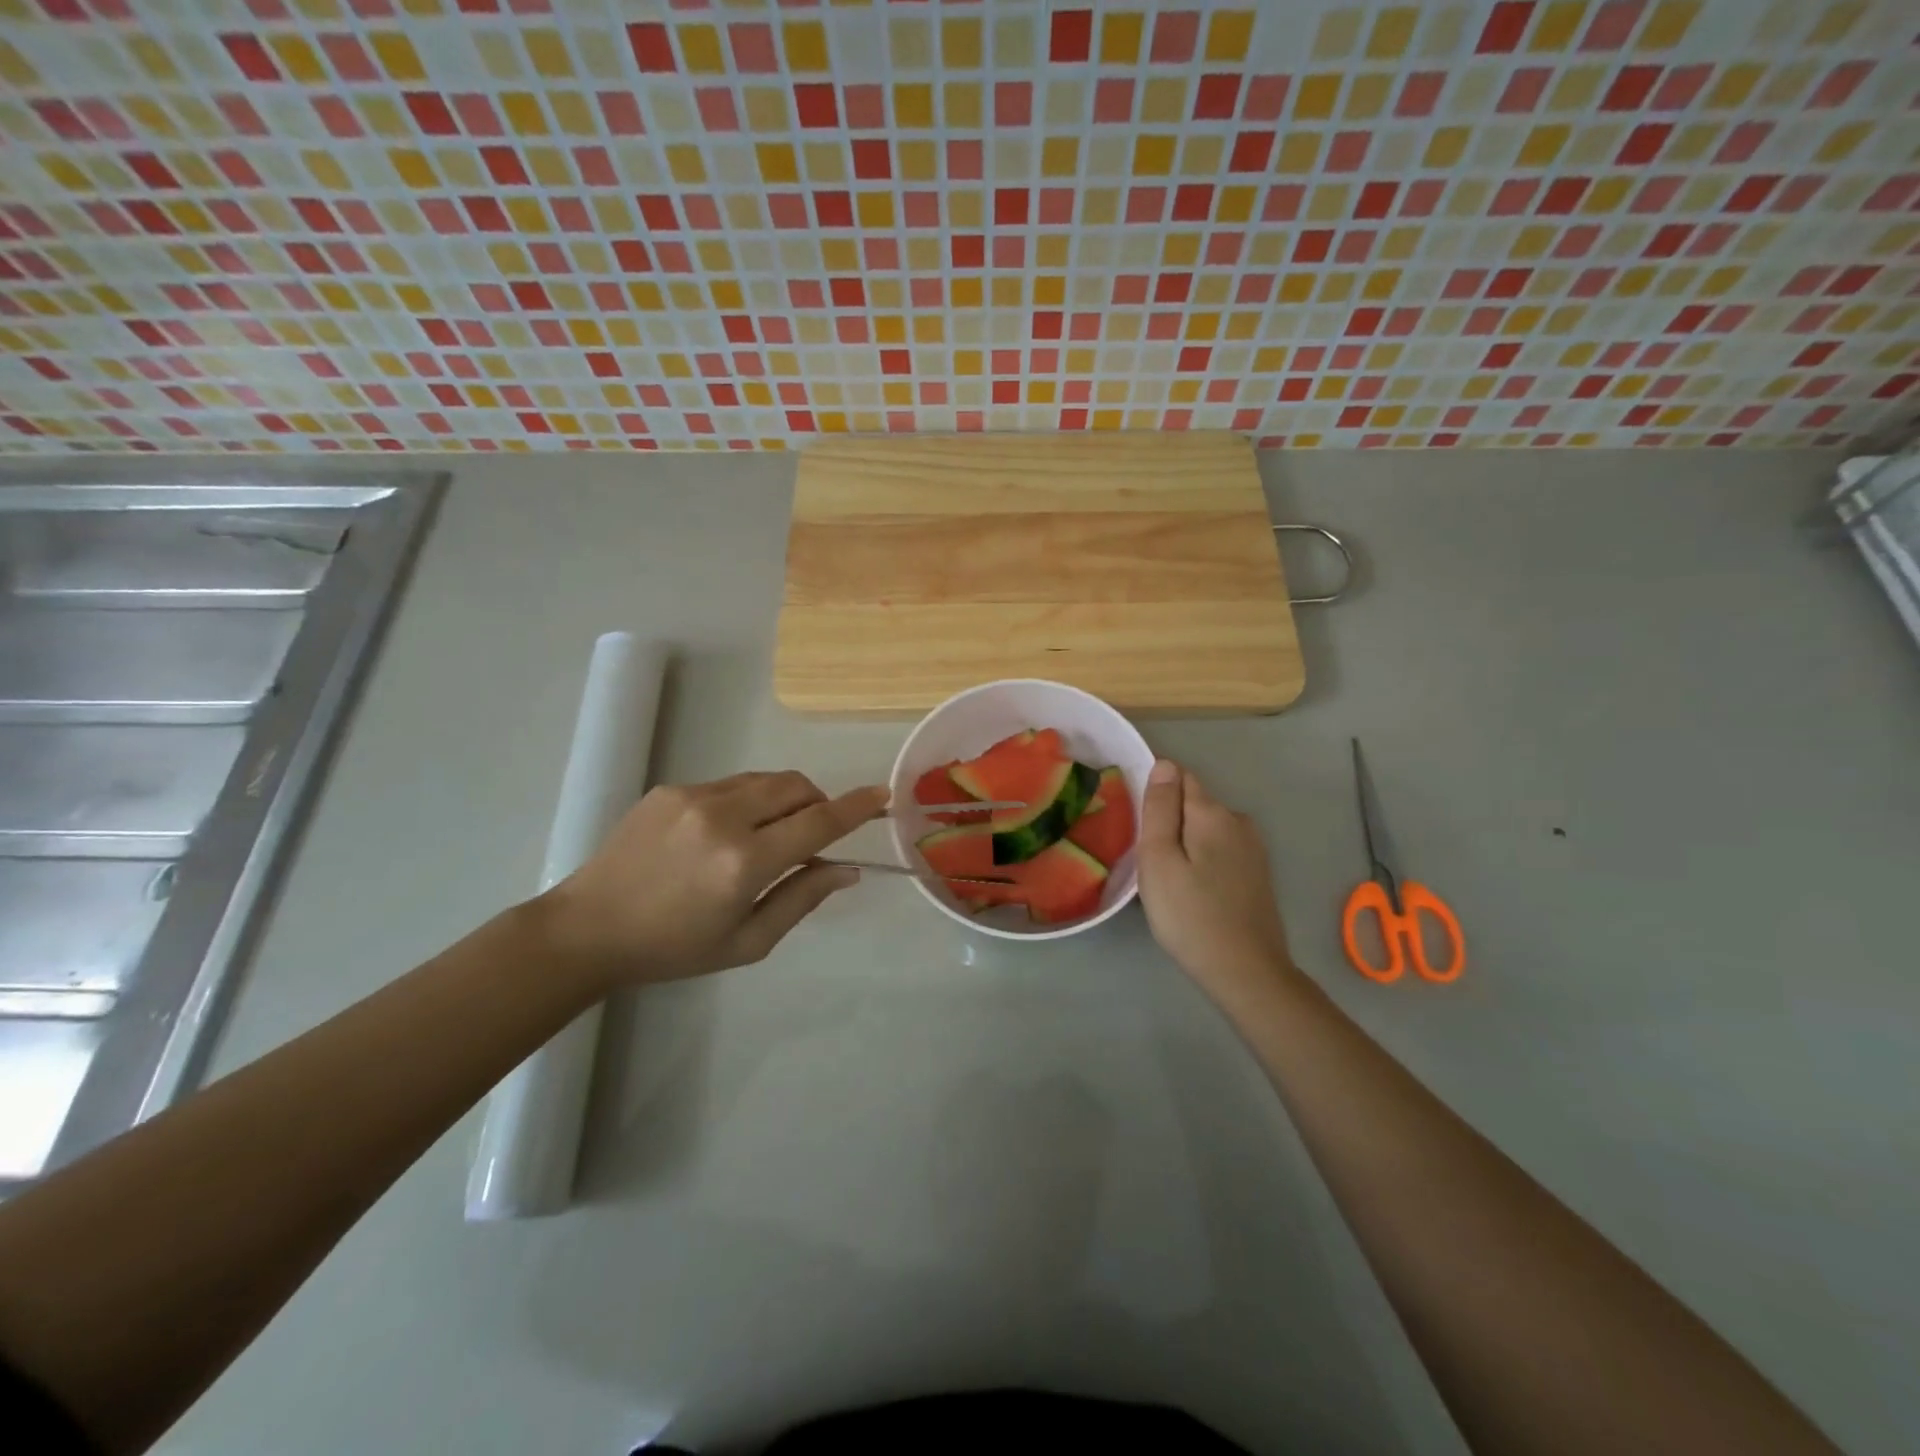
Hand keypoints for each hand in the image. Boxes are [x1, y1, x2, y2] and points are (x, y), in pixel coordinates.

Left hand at [536, 772, 888, 988]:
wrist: (589, 928)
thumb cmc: (673, 949)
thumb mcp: (747, 941)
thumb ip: (802, 899)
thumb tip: (848, 869)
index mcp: (744, 862)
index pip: (817, 822)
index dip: (855, 807)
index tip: (882, 794)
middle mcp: (723, 817)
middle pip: (795, 787)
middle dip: (817, 802)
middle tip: (811, 836)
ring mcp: (693, 796)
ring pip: (765, 780)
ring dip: (784, 799)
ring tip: (767, 835)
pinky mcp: (671, 789)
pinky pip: (730, 784)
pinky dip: (747, 801)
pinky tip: (722, 835)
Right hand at [1137, 759, 1296, 1000]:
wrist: (1245, 972)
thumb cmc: (1190, 915)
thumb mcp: (1159, 860)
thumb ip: (1160, 809)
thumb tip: (1165, 764)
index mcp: (1213, 813)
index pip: (1180, 777)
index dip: (1156, 796)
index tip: (1139, 829)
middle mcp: (1239, 821)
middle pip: (1194, 804)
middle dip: (1170, 822)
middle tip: (1148, 862)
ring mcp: (1254, 848)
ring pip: (1207, 829)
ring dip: (1186, 843)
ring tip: (1169, 880)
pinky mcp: (1257, 873)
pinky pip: (1220, 850)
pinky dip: (1203, 860)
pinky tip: (1194, 891)